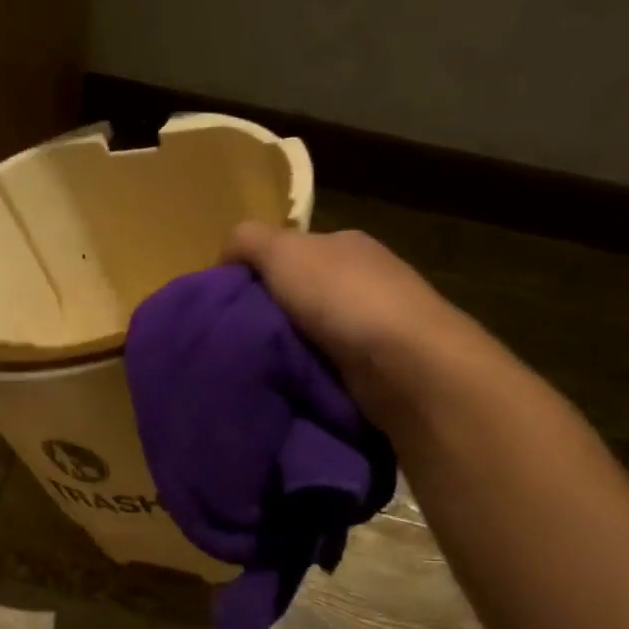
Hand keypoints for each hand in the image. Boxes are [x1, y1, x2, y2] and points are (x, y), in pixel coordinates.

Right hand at [224, 222, 496, 427]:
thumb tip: (224, 257)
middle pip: (299, 295)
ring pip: (313, 334)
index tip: (226, 304)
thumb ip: (248, 242)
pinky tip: (289, 387)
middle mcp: (364, 280)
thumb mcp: (283, 251)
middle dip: (269, 316)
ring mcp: (376, 326)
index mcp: (344, 246)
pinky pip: (329, 367)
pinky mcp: (380, 368)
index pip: (290, 253)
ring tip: (255, 369)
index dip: (255, 273)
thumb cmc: (342, 298)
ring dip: (287, 350)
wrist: (404, 364)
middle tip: (235, 340)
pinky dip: (309, 375)